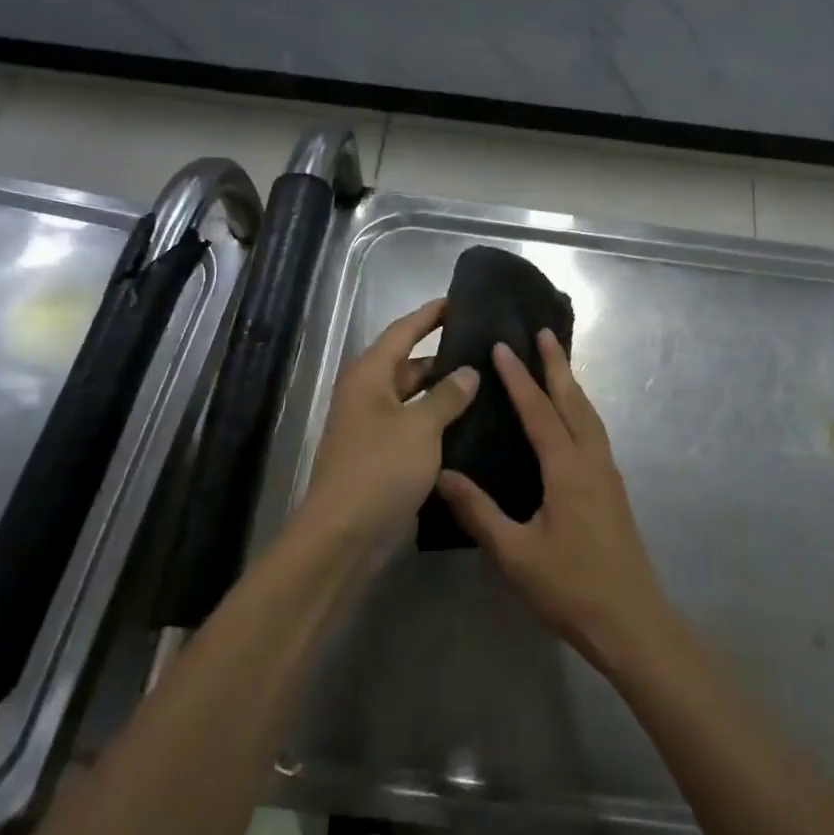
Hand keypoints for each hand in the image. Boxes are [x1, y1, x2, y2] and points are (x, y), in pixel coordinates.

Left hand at [299, 299, 477, 556]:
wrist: (345, 534)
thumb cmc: (380, 468)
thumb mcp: (420, 427)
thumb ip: (447, 396)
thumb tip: (469, 371)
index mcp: (369, 376)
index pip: (403, 331)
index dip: (431, 315)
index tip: (460, 300)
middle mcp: (369, 395)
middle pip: (409, 364)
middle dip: (444, 356)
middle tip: (486, 347)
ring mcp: (374, 428)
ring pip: (415, 398)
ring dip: (444, 392)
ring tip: (488, 383)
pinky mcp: (384, 456)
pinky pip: (416, 427)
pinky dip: (439, 422)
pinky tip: (472, 424)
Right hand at [436, 330, 675, 674]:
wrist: (632, 622)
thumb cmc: (571, 588)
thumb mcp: (515, 554)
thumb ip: (479, 512)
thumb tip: (443, 474)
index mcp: (568, 470)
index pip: (539, 411)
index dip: (519, 378)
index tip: (504, 345)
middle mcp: (593, 462)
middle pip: (574, 402)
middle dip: (558, 365)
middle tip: (544, 332)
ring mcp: (608, 475)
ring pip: (590, 416)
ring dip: (572, 386)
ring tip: (557, 364)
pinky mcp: (614, 490)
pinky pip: (595, 434)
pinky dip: (580, 411)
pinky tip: (571, 421)